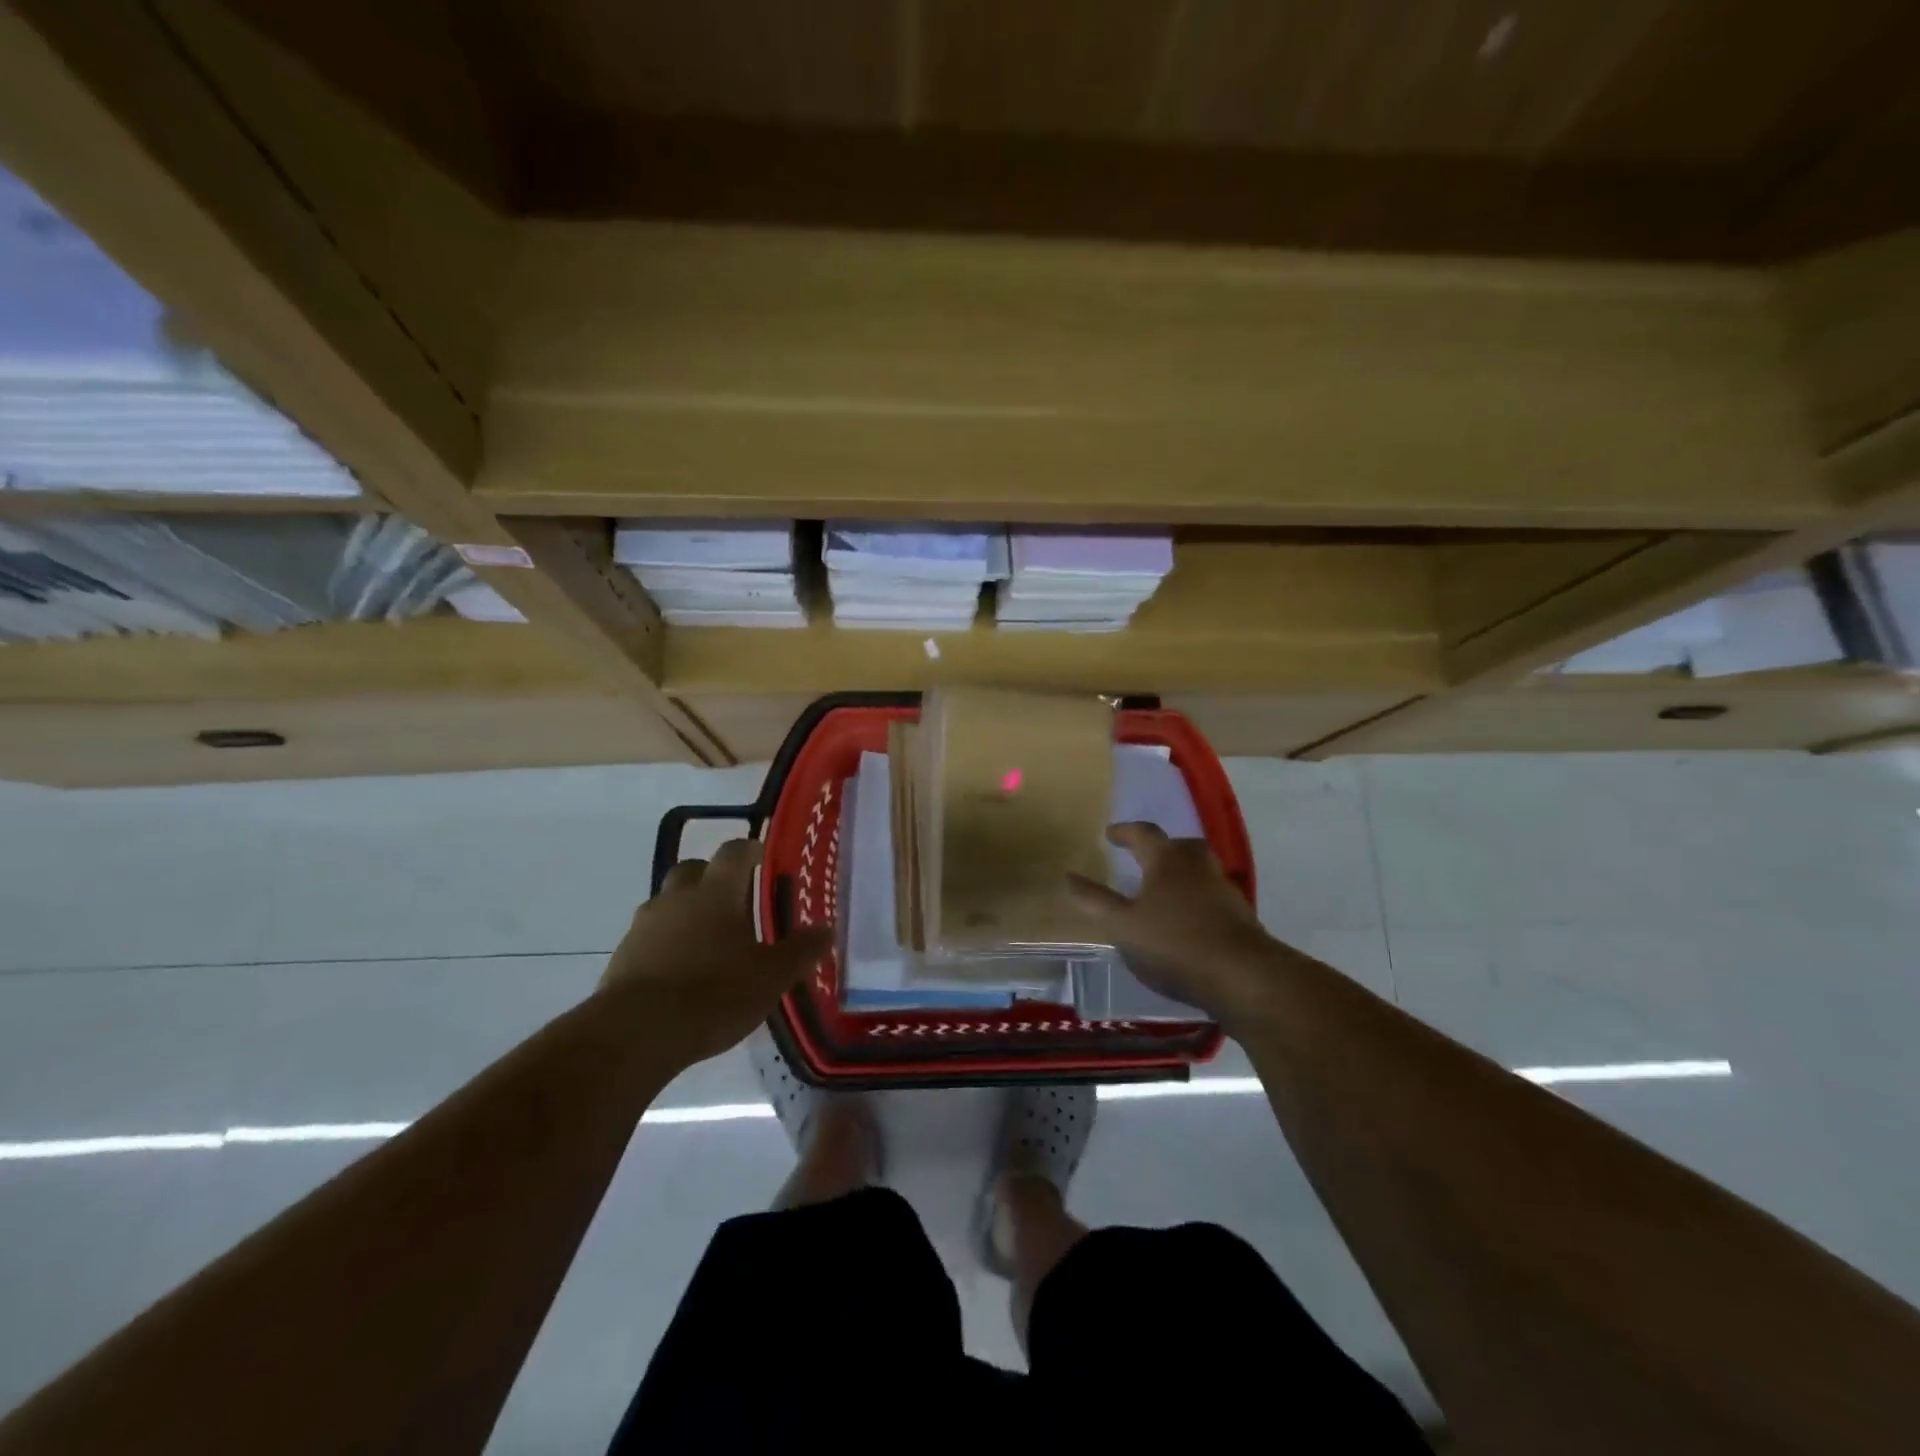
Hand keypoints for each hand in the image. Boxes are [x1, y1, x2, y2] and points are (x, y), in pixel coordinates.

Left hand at [600, 839, 832, 1065]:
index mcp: (716, 893)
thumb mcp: (770, 977)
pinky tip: (681, 972)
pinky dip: (666, 943)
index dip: (749, 850)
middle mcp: (677, 899)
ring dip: (687, 912)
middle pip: (693, 870)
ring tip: (708, 941)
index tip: (762, 856)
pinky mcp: (622, 957)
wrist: (635, 1034)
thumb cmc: (713, 994)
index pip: (734, 853)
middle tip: (735, 899)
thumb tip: (826, 930)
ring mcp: (644, 926)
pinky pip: (650, 937)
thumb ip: (800, 951)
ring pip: (668, 903)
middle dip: (712, 877)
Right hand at [1066, 822, 1278, 1025]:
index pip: (1143, 833)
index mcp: (1166, 860)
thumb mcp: (1123, 926)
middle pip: (1178, 846)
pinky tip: (1186, 920)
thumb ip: (1096, 901)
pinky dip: (1196, 899)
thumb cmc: (1174, 943)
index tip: (1110, 834)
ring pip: (1198, 870)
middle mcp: (1197, 865)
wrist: (1243, 976)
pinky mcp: (1240, 914)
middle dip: (1160, 849)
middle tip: (1143, 858)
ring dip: (1180, 874)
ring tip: (1162, 891)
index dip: (1124, 832)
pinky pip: (1211, 895)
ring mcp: (1223, 888)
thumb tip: (1068, 876)